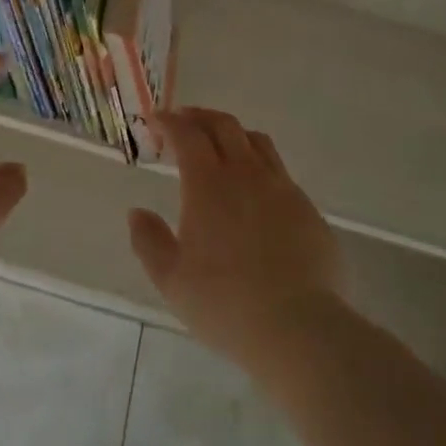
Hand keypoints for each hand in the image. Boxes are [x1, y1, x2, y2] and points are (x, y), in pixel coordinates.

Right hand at [128, 109, 345, 375]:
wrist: (299, 328)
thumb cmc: (224, 303)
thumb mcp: (171, 279)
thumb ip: (148, 241)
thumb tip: (137, 213)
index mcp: (208, 183)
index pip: (187, 133)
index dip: (169, 121)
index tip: (155, 120)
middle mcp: (246, 174)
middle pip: (224, 125)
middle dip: (200, 117)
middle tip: (184, 121)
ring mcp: (282, 189)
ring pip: (257, 142)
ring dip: (233, 134)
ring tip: (220, 145)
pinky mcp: (308, 210)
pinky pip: (280, 172)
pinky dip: (259, 166)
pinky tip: (254, 190)